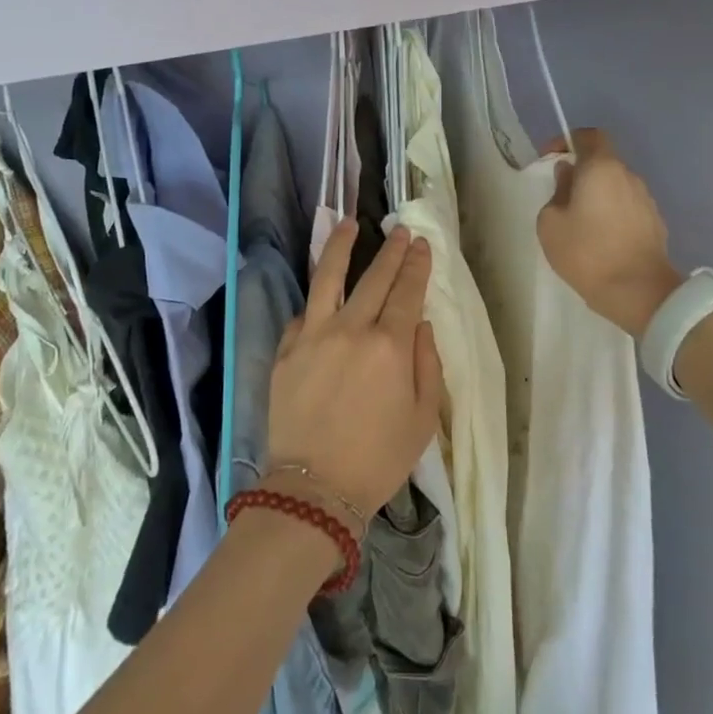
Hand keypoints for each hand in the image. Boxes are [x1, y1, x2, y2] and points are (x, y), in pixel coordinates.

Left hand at [267, 223, 443, 516]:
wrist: (314, 489)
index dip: (416, 265)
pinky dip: (316, 300)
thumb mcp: (423, 418)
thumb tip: (419, 324)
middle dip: (390, 251)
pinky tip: (321, 291)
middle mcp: (351, 330)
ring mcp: (312, 336)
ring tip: (347, 224)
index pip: (406, 291)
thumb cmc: (379, 459)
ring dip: (340, 246)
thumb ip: (427, 363)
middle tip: (399, 231)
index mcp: (389, 346)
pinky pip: (302, 314)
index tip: (421, 243)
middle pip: (373, 278)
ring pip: (327, 278)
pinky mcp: (285, 350)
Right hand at [537, 128, 682, 335]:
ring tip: (580, 221)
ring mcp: (646, 199)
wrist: (639, 293)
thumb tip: (568, 177)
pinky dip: (612, 213)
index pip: (589, 136)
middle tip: (560, 196)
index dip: (567, 141)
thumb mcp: (550, 223)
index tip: (550, 159)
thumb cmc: (587, 253)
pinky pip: (627, 207)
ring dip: (597, 195)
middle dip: (580, 173)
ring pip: (615, 186)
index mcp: (602, 168)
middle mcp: (628, 176)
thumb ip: (556, 192)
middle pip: (602, 162)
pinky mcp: (655, 222)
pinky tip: (600, 238)